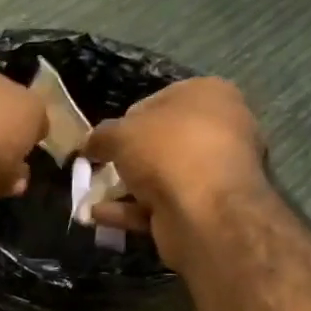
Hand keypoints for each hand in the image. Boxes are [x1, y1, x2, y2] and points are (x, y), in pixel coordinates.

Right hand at [80, 77, 268, 268]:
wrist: (207, 213)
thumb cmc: (167, 153)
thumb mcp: (120, 134)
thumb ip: (100, 136)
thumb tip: (89, 145)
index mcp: (208, 94)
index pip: (156, 102)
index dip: (124, 123)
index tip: (103, 143)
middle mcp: (221, 127)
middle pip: (160, 142)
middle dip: (127, 159)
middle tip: (99, 170)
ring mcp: (217, 170)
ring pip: (161, 176)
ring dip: (125, 188)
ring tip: (91, 198)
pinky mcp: (209, 207)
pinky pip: (165, 203)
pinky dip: (132, 209)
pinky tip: (100, 216)